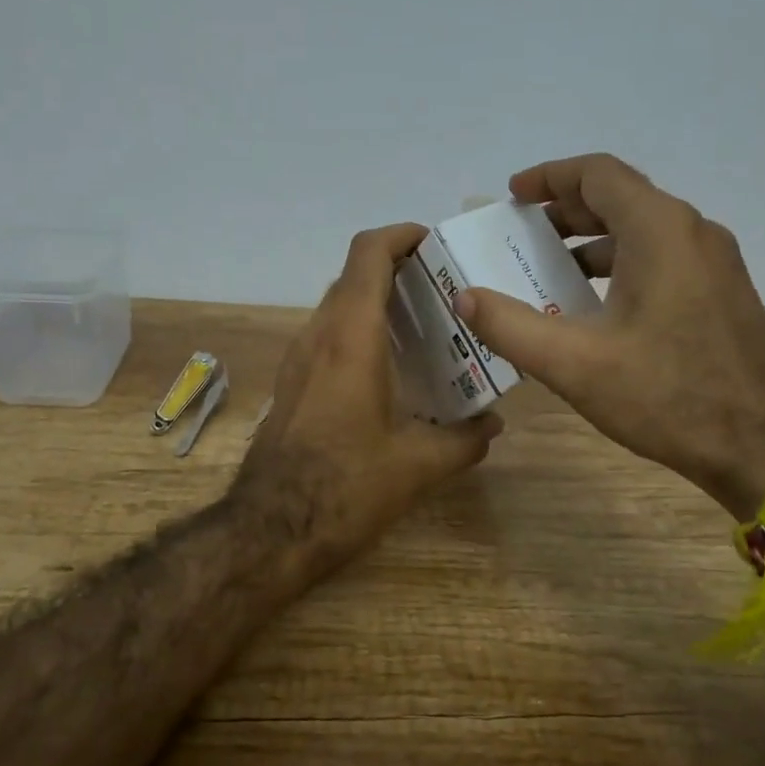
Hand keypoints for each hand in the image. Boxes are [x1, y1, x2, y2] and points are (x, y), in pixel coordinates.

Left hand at [235, 223, 502, 581]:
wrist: (271, 529)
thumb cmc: (346, 486)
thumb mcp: (417, 466)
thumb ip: (464, 440)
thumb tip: (493, 426)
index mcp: (351, 338)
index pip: (368, 254)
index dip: (400, 235)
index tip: (434, 243)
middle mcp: (318, 336)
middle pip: (354, 277)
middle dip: (397, 270)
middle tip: (443, 290)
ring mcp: (298, 360)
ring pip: (338, 307)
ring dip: (375, 303)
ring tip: (422, 326)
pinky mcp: (291, 384)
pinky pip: (327, 337)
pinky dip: (358, 332)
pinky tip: (389, 369)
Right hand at [451, 154, 764, 517]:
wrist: (764, 444)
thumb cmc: (667, 394)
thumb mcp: (574, 363)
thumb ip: (511, 326)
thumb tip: (464, 298)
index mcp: (659, 230)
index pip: (598, 174)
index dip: (549, 177)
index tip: (512, 196)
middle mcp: (692, 232)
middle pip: (621, 198)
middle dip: (565, 211)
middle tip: (521, 237)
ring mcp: (714, 263)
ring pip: (643, 231)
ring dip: (592, 241)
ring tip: (549, 271)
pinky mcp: (722, 294)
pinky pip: (662, 259)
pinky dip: (620, 266)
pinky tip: (595, 307)